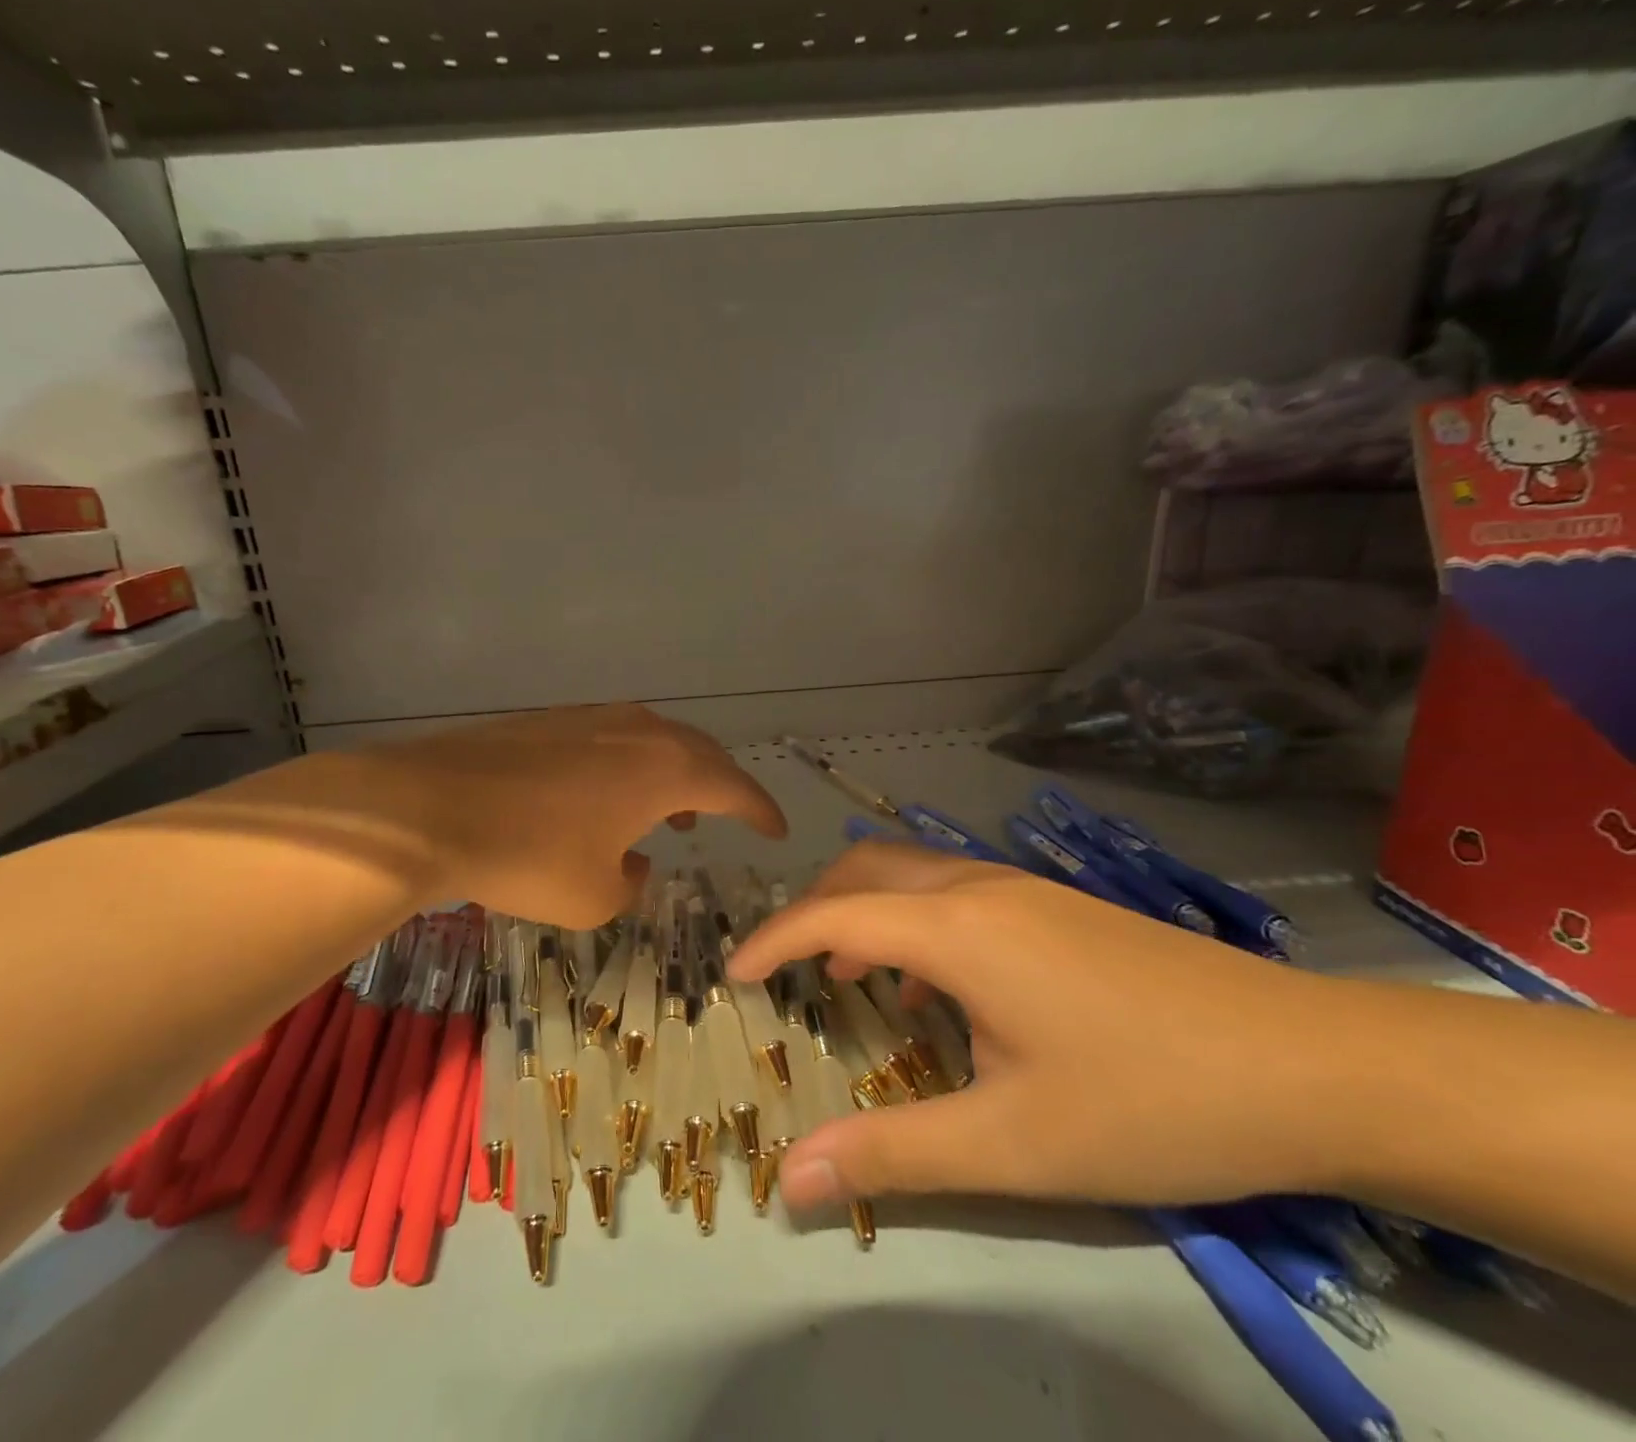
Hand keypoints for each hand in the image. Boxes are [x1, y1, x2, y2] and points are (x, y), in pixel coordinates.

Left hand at [172, 705, 787, 928]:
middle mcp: (638, 730)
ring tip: (670, 815)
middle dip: (720, 787)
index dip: (760, 810)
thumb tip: (634, 861)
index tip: (777, 830)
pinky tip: (605, 798)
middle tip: (729, 816)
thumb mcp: (594, 897)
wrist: (429, 807)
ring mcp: (592, 718)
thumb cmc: (527, 857)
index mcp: (665, 769)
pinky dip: (630, 767)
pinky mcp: (551, 720)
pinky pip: (614, 739)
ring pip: (655, 741)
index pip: (734, 786)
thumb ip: (633, 881)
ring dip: (674, 775)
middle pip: (699, 753)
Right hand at [729, 842, 1370, 1213]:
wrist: (1313, 1065)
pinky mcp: (1058, 904)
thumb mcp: (1014, 1142)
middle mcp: (979, 886)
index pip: (833, 916)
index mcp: (957, 928)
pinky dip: (913, 921)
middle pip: (866, 870)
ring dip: (865, 912)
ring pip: (912, 874)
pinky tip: (938, 988)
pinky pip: (954, 891)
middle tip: (788, 970)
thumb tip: (791, 1177)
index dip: (774, 941)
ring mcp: (1024, 888)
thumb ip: (895, 1152)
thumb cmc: (1151, 1101)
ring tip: (851, 979)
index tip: (734, 975)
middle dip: (812, 910)